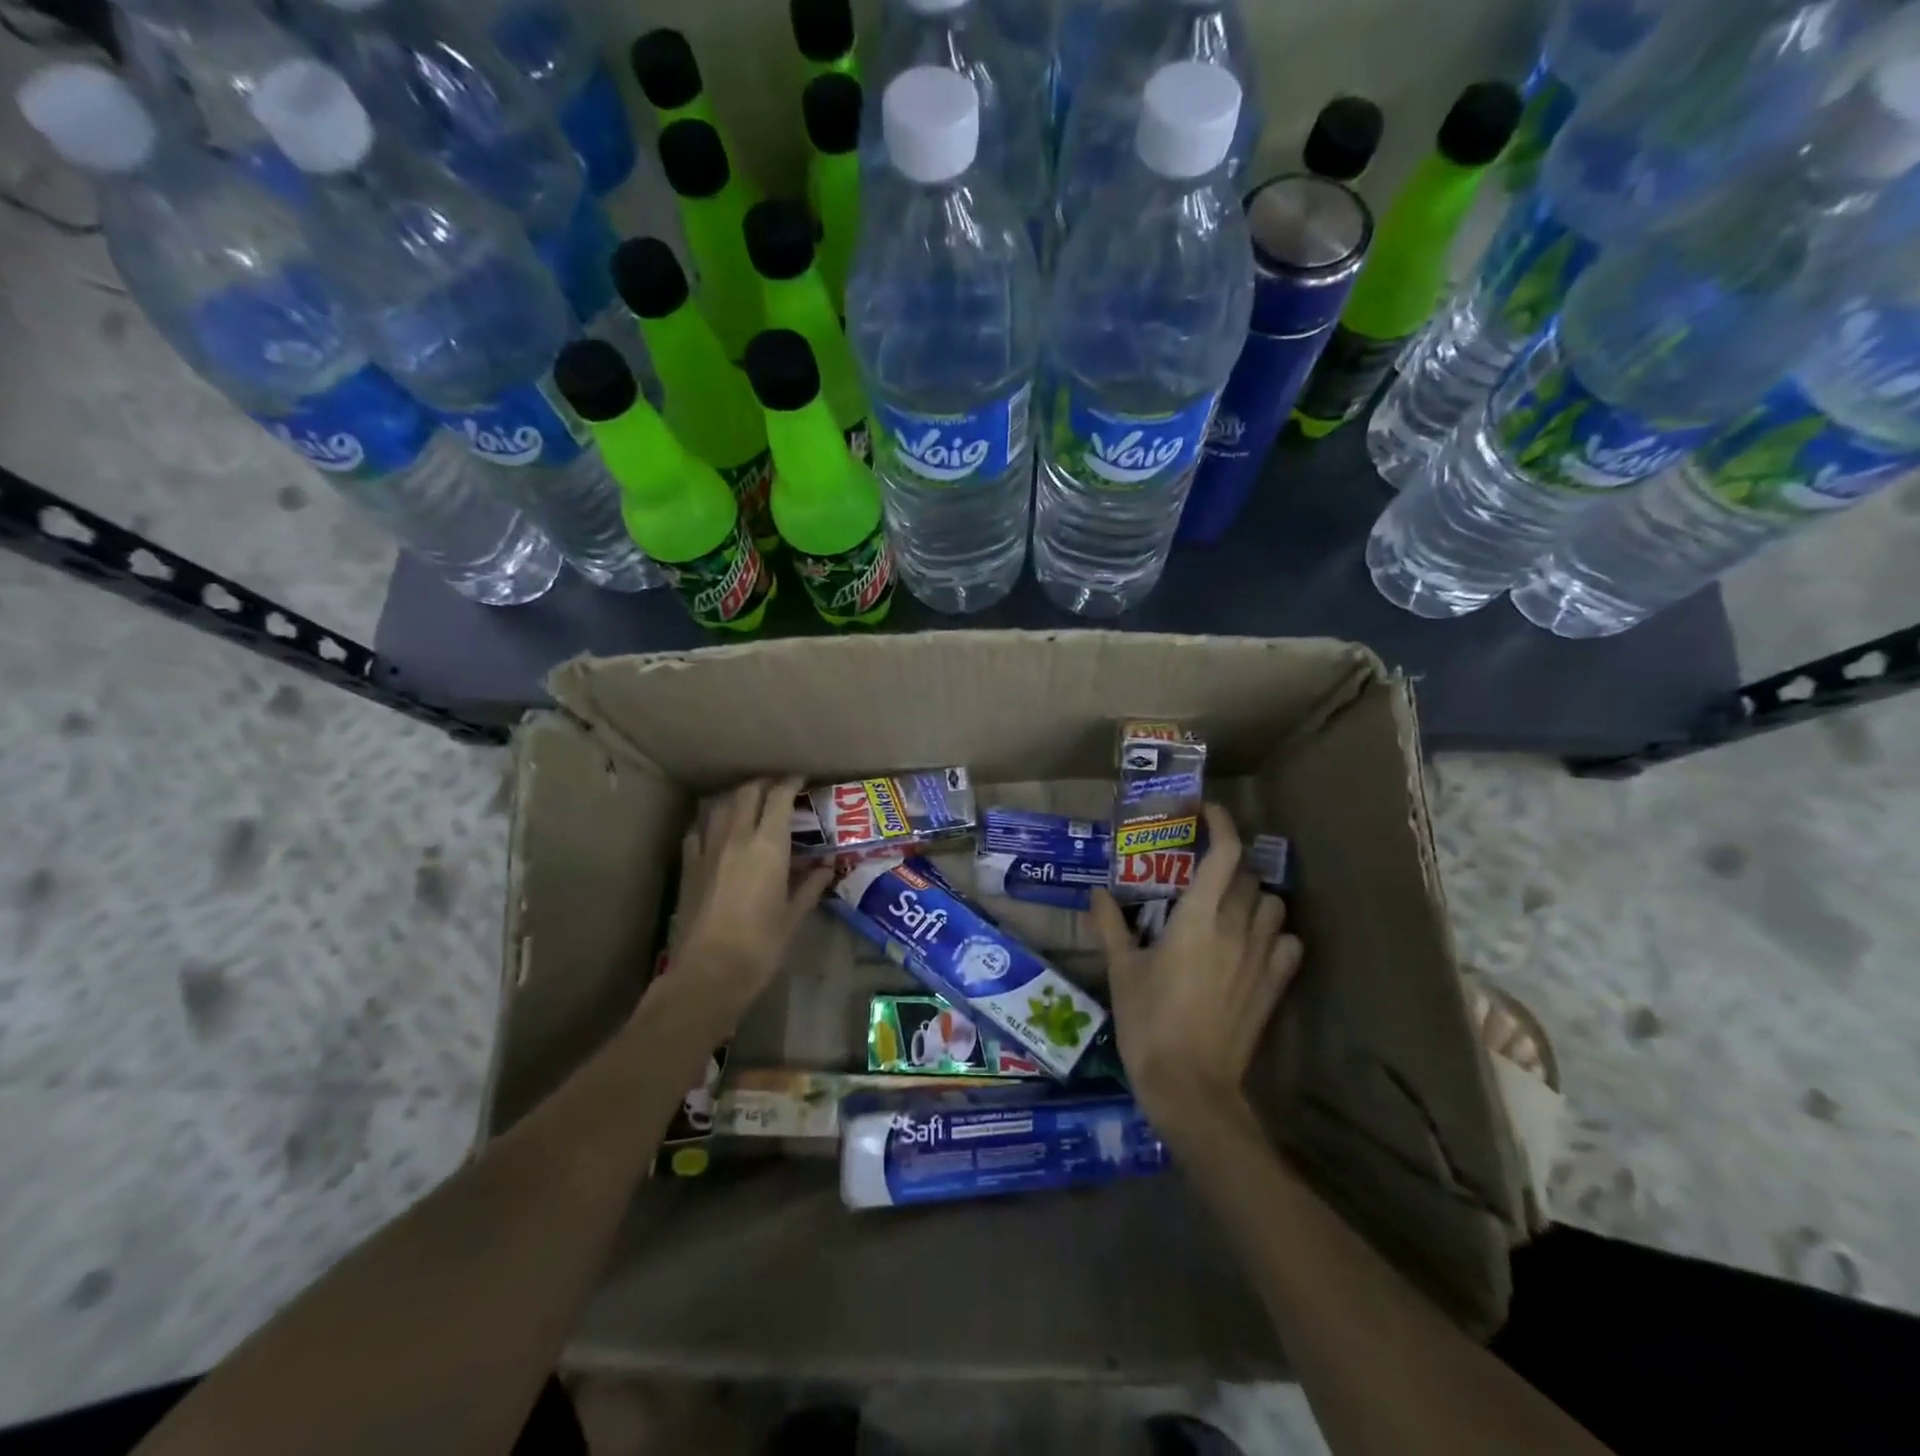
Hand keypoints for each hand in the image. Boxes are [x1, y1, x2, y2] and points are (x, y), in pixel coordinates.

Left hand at [653, 778, 832, 1039]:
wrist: (709, 972)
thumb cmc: (761, 945)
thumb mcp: (794, 916)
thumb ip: (810, 887)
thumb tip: (826, 868)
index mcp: (768, 845)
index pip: (779, 798)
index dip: (790, 782)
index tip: (801, 779)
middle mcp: (736, 837)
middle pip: (747, 794)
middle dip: (763, 785)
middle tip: (778, 788)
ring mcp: (707, 850)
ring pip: (720, 807)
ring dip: (736, 799)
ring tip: (749, 804)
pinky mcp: (689, 867)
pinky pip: (699, 831)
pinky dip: (711, 823)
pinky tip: (716, 832)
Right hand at [1089, 803, 1303, 1138]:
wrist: (1191, 1086)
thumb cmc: (1149, 1021)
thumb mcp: (1122, 970)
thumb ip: (1110, 925)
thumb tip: (1097, 894)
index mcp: (1199, 917)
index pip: (1224, 852)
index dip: (1219, 822)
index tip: (1203, 811)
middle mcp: (1238, 927)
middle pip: (1248, 874)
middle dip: (1227, 861)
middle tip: (1199, 868)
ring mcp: (1262, 957)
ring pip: (1273, 904)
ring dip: (1253, 895)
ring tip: (1227, 904)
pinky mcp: (1276, 986)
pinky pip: (1288, 943)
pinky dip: (1275, 933)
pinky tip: (1253, 943)